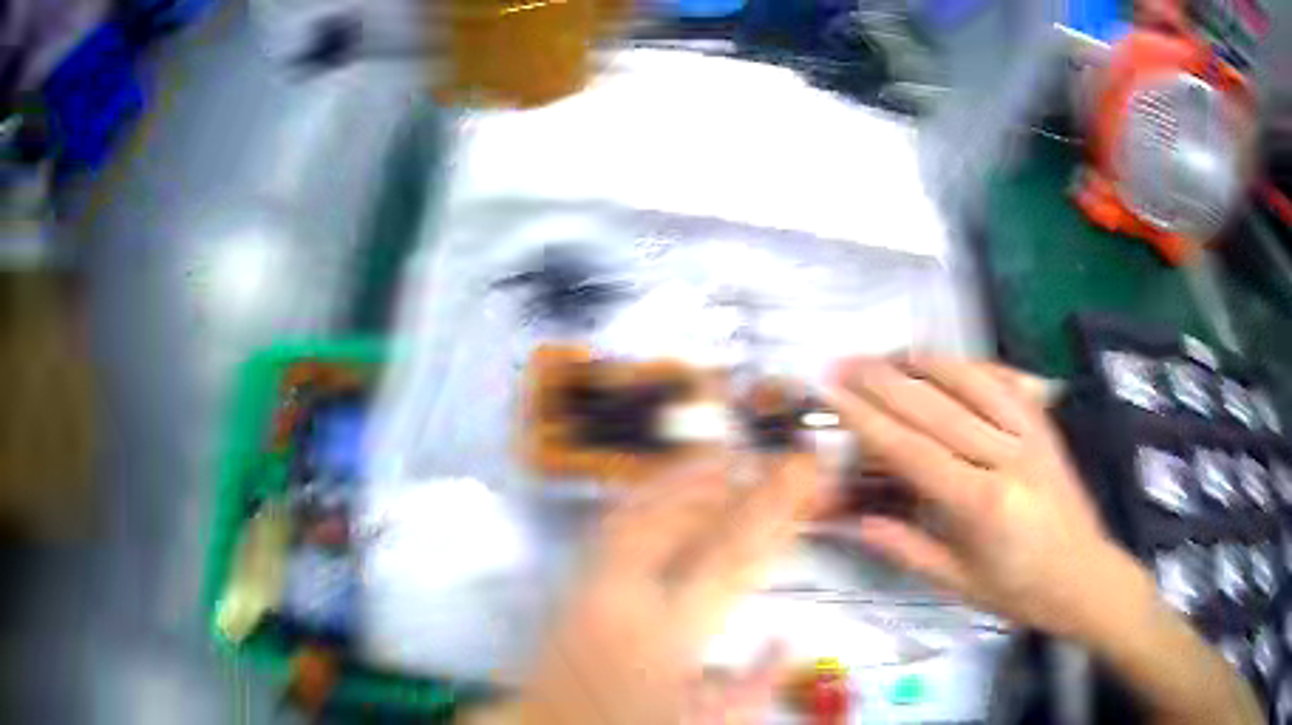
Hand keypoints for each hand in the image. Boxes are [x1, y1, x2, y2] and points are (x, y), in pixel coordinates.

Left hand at [501, 454, 821, 724]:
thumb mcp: (704, 721)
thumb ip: (753, 684)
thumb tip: (786, 641)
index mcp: (666, 636)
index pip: (731, 557)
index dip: (774, 508)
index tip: (804, 472)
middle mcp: (624, 598)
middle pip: (685, 520)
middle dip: (736, 483)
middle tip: (775, 459)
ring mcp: (588, 584)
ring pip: (642, 510)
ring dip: (687, 478)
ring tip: (727, 456)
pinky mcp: (570, 583)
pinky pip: (611, 523)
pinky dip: (645, 496)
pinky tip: (665, 487)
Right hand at [829, 356, 1123, 639]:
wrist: (1084, 576)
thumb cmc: (1019, 591)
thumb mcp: (958, 584)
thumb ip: (906, 549)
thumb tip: (856, 521)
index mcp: (983, 505)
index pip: (913, 451)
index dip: (867, 419)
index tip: (833, 395)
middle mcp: (1007, 458)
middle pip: (936, 408)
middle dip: (884, 381)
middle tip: (844, 363)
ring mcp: (1031, 434)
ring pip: (972, 382)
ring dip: (925, 363)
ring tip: (887, 353)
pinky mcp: (1045, 424)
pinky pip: (1005, 382)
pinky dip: (972, 366)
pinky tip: (947, 362)